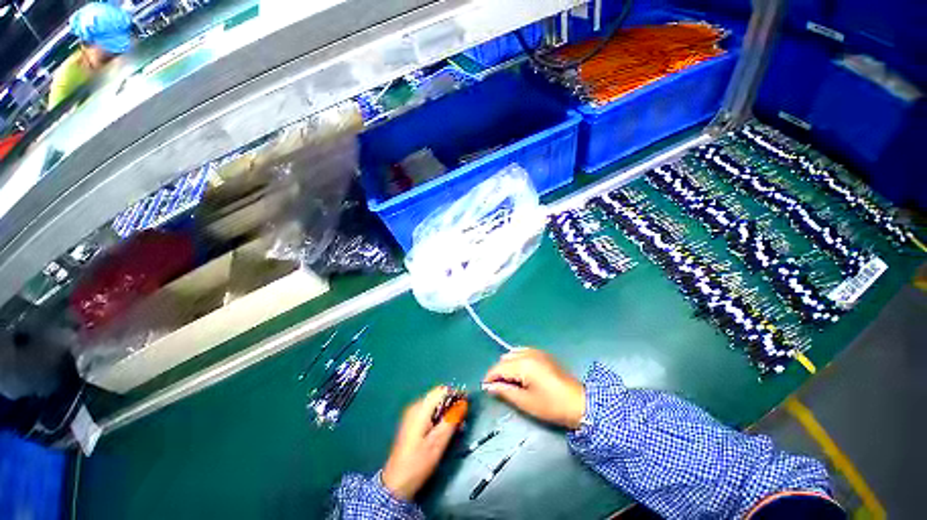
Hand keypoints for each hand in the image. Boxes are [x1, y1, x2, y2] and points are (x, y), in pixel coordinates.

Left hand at [382, 387, 466, 500]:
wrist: (396, 483)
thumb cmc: (418, 463)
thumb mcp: (439, 442)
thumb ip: (452, 419)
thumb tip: (463, 403)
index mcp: (421, 408)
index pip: (442, 390)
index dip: (456, 394)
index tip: (466, 405)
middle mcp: (415, 406)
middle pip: (438, 396)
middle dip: (451, 404)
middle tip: (462, 420)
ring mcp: (411, 414)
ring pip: (434, 403)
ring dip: (446, 411)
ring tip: (455, 427)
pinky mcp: (411, 422)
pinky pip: (429, 411)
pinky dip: (438, 416)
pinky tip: (442, 430)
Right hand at [482, 349, 584, 429]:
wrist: (580, 403)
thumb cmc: (551, 406)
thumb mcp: (526, 402)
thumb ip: (505, 392)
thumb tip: (490, 387)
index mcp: (523, 364)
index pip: (499, 367)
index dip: (489, 377)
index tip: (485, 387)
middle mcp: (528, 353)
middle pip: (505, 359)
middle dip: (499, 371)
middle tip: (500, 387)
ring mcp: (537, 352)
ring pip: (513, 353)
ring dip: (508, 365)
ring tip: (510, 381)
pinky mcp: (543, 354)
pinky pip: (523, 352)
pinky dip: (517, 360)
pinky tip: (521, 372)